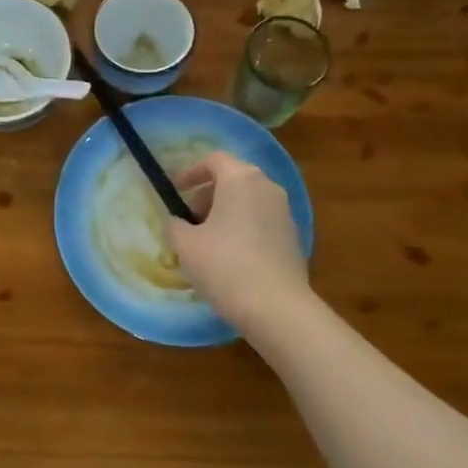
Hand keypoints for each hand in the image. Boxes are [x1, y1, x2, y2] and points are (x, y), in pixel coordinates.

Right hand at [165, 152, 309, 333]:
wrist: (277, 308)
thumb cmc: (225, 266)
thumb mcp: (185, 245)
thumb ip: (174, 225)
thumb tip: (176, 222)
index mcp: (241, 179)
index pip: (214, 159)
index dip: (191, 172)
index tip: (176, 191)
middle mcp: (267, 187)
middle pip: (233, 179)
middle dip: (207, 195)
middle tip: (189, 220)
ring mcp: (285, 212)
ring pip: (248, 201)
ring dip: (225, 213)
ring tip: (206, 242)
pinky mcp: (293, 237)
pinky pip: (261, 221)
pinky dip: (242, 228)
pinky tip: (230, 258)